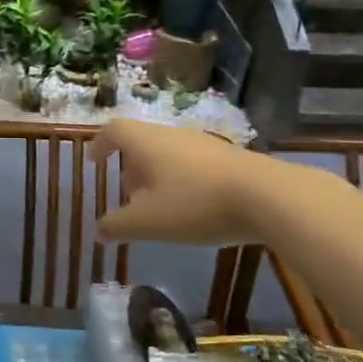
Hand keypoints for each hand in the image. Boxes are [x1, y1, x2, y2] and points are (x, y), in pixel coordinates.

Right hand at [86, 119, 273, 245]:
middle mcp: (172, 135)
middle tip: (128, 195)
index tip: (94, 162)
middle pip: (142, 143)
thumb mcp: (148, 222)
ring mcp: (204, 144)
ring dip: (158, 176)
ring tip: (161, 207)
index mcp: (146, 142)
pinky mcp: (230, 158)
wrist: (268, 197)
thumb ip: (117, 226)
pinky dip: (183, 181)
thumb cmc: (195, 204)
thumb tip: (97, 231)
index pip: (114, 130)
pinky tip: (194, 209)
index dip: (100, 144)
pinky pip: (194, 164)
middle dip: (131, 167)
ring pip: (169, 154)